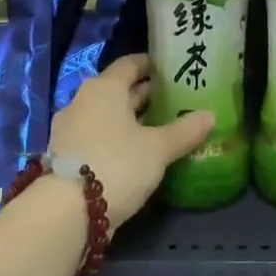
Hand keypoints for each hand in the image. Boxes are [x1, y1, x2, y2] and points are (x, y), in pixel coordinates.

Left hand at [47, 54, 212, 226]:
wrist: (67, 211)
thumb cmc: (117, 164)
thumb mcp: (158, 148)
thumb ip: (184, 131)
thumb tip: (210, 115)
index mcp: (105, 88)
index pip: (129, 65)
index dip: (150, 65)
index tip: (170, 70)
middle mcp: (83, 101)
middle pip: (118, 90)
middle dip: (144, 95)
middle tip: (173, 100)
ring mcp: (70, 129)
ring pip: (106, 115)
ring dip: (130, 119)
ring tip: (159, 128)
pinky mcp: (65, 155)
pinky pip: (96, 136)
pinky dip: (115, 139)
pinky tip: (136, 153)